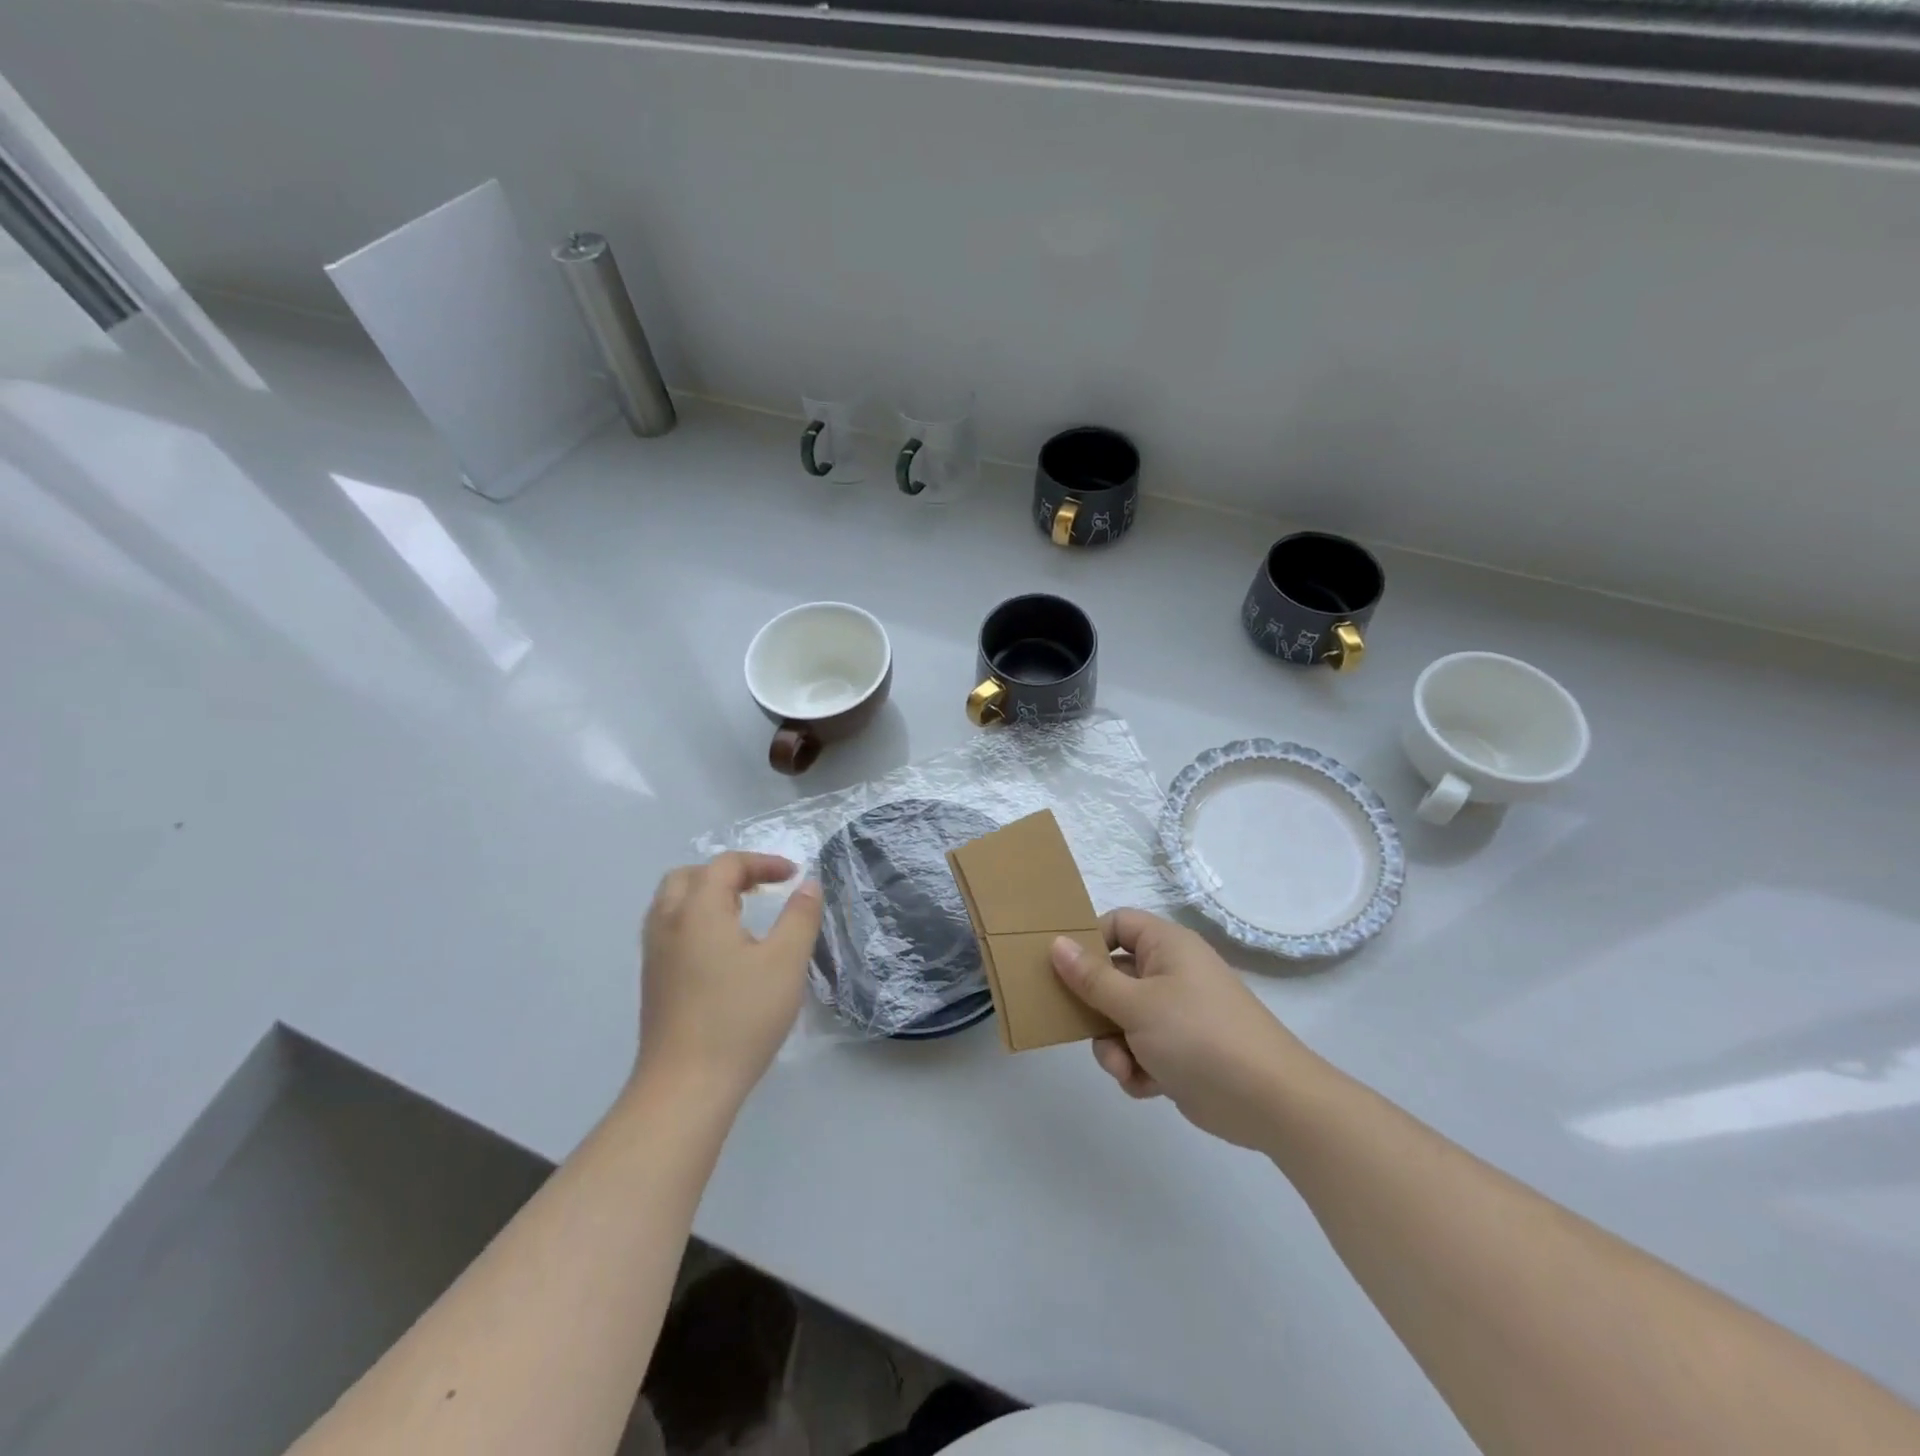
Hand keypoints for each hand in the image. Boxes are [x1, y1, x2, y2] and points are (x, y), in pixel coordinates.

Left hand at [634, 853, 822, 1109]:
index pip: (726, 865)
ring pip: (673, 902)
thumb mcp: (785, 963)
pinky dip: (695, 919)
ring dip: (708, 894)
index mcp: (698, 911)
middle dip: (728, 873)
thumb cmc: (740, 1018)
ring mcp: (654, 954)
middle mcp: (668, 923)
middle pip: (690, 875)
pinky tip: (722, 948)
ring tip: (742, 911)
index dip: (762, 862)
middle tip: (761, 887)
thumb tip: (808, 885)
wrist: (686, 1087)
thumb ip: (800, 917)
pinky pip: (669, 928)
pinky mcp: (653, 981)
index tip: (793, 875)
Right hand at [1051, 909, 1310, 1149]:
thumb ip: (1092, 977)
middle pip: (1113, 977)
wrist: (1269, 1102)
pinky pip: (1141, 1050)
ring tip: (1125, 1067)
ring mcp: (1177, 1014)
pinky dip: (1137, 1068)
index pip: (1118, 924)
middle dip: (1097, 1010)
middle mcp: (1171, 973)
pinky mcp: (1181, 1052)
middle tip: (1081, 1027)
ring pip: (1121, 1020)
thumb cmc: (1199, 1035)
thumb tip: (1056, 943)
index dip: (1090, 942)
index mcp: (1166, 946)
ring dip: (1115, 1047)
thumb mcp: (1137, 1004)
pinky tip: (1147, 1085)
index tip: (1064, 969)